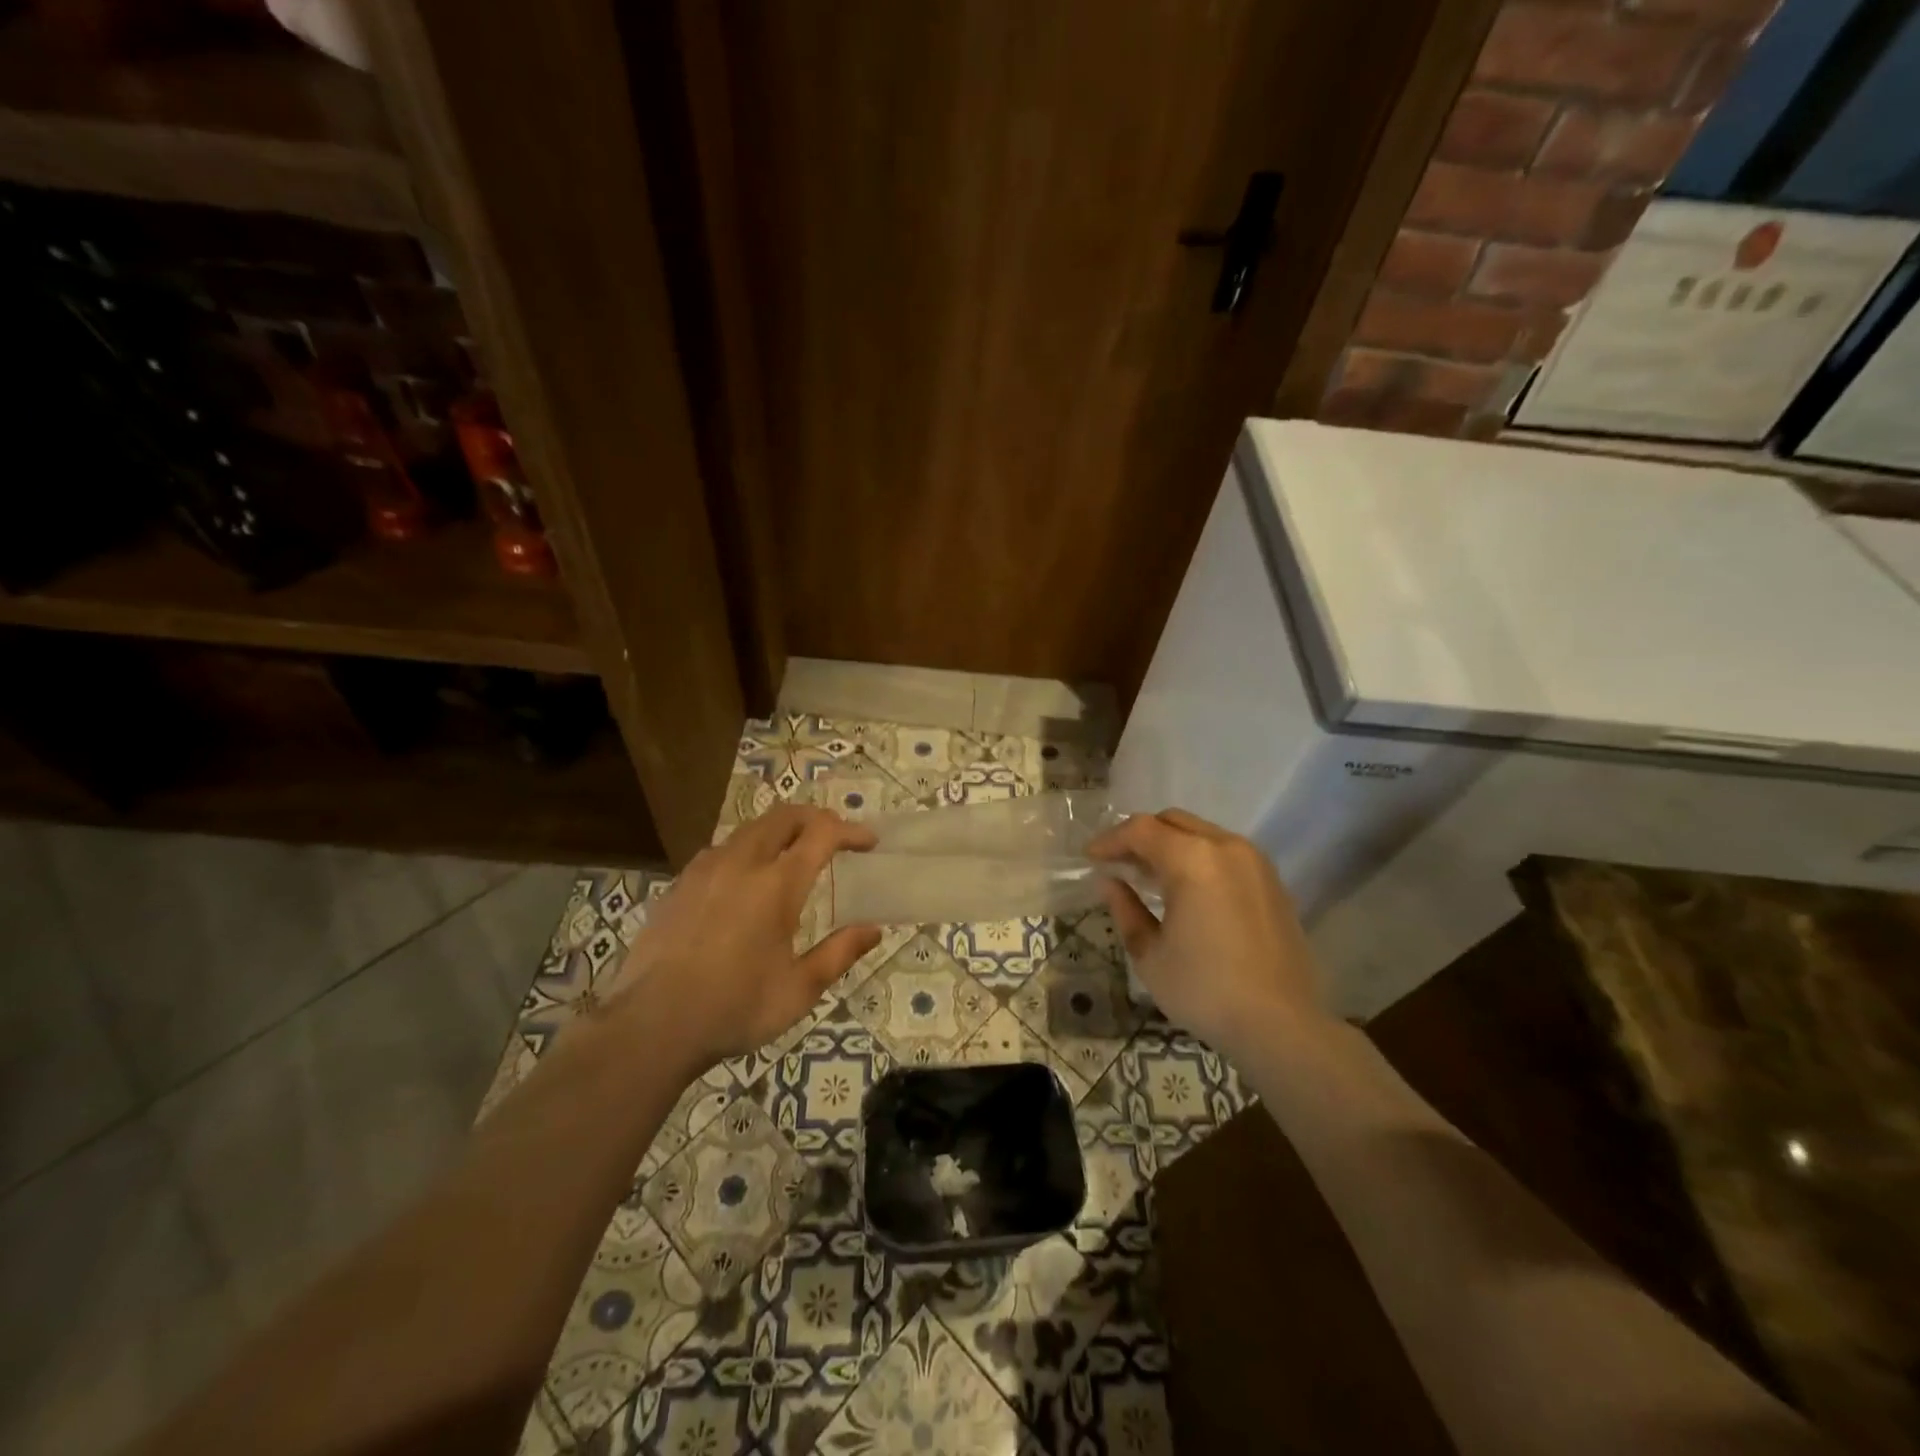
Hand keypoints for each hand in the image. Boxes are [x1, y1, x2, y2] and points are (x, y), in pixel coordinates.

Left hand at [597, 805, 882, 1074]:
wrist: (651, 1025)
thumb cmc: (735, 1009)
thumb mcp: (799, 990)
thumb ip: (839, 954)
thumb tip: (874, 930)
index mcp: (777, 884)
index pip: (822, 834)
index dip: (850, 831)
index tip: (868, 843)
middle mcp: (741, 863)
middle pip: (784, 816)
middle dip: (815, 818)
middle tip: (834, 837)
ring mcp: (704, 869)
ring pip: (749, 829)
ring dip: (779, 831)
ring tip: (792, 855)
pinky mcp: (679, 884)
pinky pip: (721, 850)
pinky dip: (747, 850)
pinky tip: (745, 880)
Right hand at [1087, 808, 1326, 1058]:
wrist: (1281, 1026)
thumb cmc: (1205, 990)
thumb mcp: (1150, 954)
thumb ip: (1126, 910)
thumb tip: (1110, 883)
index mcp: (1193, 860)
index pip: (1141, 830)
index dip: (1110, 840)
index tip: (1090, 859)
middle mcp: (1226, 847)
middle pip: (1173, 822)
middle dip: (1140, 836)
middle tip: (1117, 863)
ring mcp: (1254, 862)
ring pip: (1201, 834)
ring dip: (1170, 845)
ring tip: (1147, 877)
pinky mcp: (1271, 882)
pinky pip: (1224, 853)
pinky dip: (1197, 858)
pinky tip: (1185, 890)